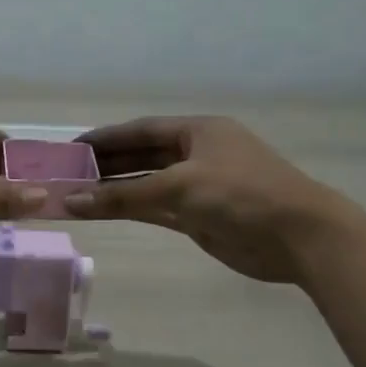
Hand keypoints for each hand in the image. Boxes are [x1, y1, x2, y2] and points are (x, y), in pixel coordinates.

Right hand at [62, 116, 341, 283]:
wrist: (299, 237)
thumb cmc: (241, 195)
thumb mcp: (179, 187)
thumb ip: (123, 195)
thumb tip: (72, 201)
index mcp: (198, 131)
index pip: (141, 130)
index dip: (106, 138)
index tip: (72, 147)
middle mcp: (196, 154)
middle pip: (142, 155)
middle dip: (106, 164)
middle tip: (67, 173)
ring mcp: (198, 186)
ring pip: (147, 184)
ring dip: (115, 189)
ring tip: (76, 194)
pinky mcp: (199, 216)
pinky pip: (156, 208)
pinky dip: (131, 209)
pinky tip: (104, 211)